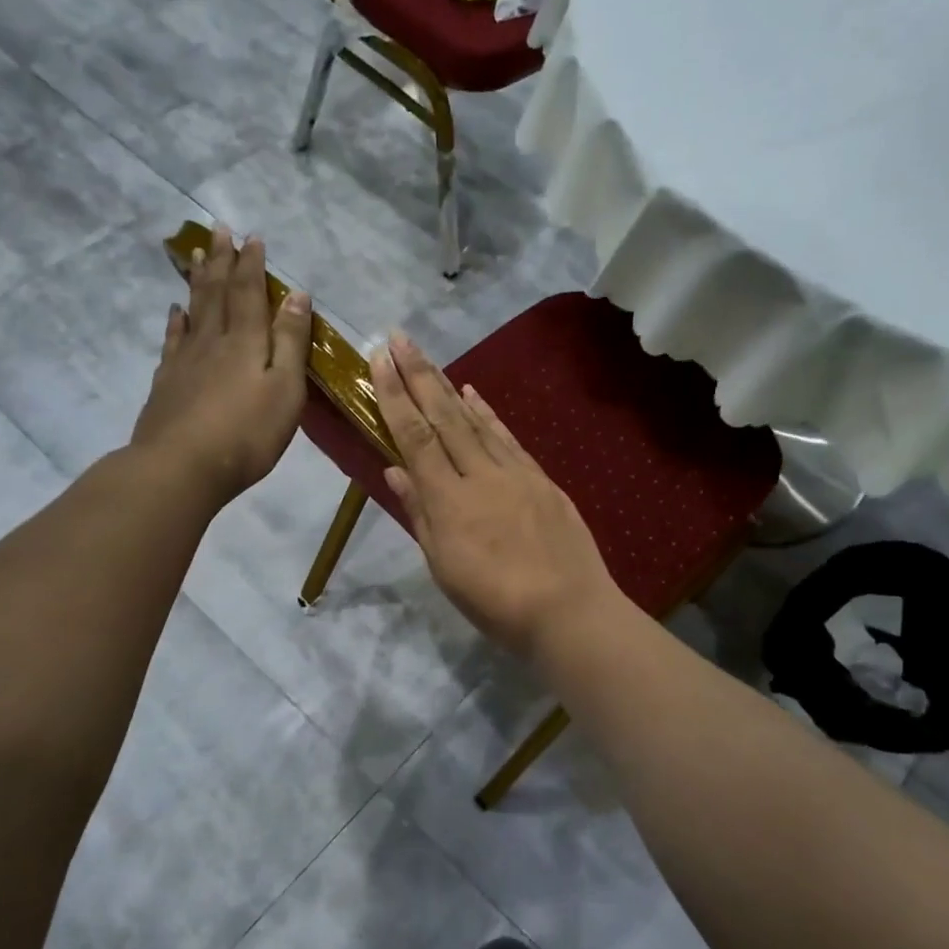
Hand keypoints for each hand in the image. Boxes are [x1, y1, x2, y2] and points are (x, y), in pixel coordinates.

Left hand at [131, 224, 310, 504]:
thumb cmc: (247, 433)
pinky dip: (176, 321)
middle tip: (218, 229)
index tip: (251, 237)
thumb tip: (296, 296)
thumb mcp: (285, 390)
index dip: (251, 264)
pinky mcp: (167, 382)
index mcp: (246, 342)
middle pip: (217, 292)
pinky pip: (173, 340)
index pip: (250, 293)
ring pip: (193, 310)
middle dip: (222, 260)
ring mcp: (185, 361)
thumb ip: (291, 343)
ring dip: (198, 282)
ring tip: (198, 256)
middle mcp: (213, 341)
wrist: (181, 467)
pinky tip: (175, 312)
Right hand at [371, 333, 623, 659]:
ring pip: (475, 420)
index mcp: (448, 501)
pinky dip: (488, 413)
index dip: (395, 397)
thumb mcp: (444, 567)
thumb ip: (420, 514)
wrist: (568, 610)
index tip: (379, 360)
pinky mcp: (540, 478)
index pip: (415, 437)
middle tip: (399, 337)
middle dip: (418, 375)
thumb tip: (395, 470)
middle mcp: (479, 475)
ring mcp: (514, 473)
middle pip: (443, 417)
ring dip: (448, 385)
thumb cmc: (495, 601)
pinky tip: (474, 394)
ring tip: (428, 358)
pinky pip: (507, 437)